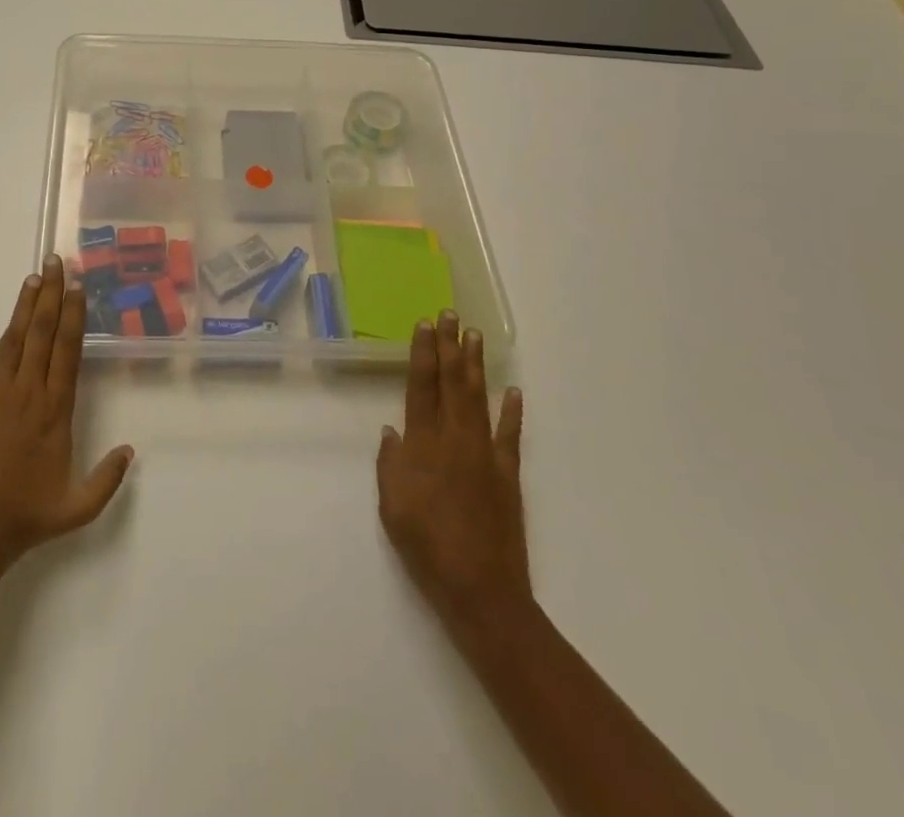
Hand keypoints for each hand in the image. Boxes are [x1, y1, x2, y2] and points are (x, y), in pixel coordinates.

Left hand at [0, 256, 133, 577]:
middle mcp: (27, 394)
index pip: (66, 351)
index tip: (77, 288)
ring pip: (16, 339)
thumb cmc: (25, 517)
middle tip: (56, 263)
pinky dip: (6, 334)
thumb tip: (130, 449)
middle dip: (50, 295)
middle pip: (41, 333)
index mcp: (54, 412)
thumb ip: (107, 479)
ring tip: (35, 276)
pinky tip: (13, 320)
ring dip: (27, 305)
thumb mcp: (77, 509)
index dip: (73, 316)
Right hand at [377, 312, 532, 637]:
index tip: (424, 325)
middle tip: (450, 314)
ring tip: (474, 335)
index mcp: (423, 445)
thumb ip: (390, 464)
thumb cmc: (426, 547)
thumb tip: (393, 431)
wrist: (480, 589)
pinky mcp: (508, 474)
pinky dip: (512, 412)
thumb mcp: (391, 507)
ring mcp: (485, 454)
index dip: (422, 353)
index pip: (421, 387)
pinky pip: (510, 436)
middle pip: (451, 382)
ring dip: (475, 365)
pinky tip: (513, 391)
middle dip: (449, 346)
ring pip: (478, 398)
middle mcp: (454, 439)